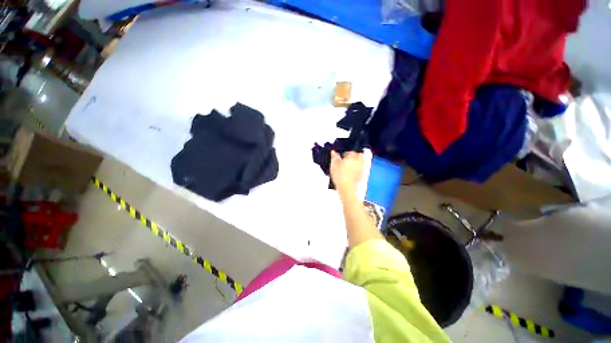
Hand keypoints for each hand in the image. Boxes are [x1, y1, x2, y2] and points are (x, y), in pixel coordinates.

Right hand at [330, 151, 363, 197]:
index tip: (342, 156)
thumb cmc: (340, 176)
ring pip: (362, 161)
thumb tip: (333, 152)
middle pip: (359, 155)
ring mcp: (361, 168)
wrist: (347, 188)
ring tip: (350, 164)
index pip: (350, 151)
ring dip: (357, 161)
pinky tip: (352, 171)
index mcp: (352, 157)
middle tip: (348, 158)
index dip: (345, 153)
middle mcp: (358, 161)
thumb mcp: (333, 165)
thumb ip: (334, 157)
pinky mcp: (362, 175)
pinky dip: (358, 168)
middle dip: (355, 155)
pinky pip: (361, 168)